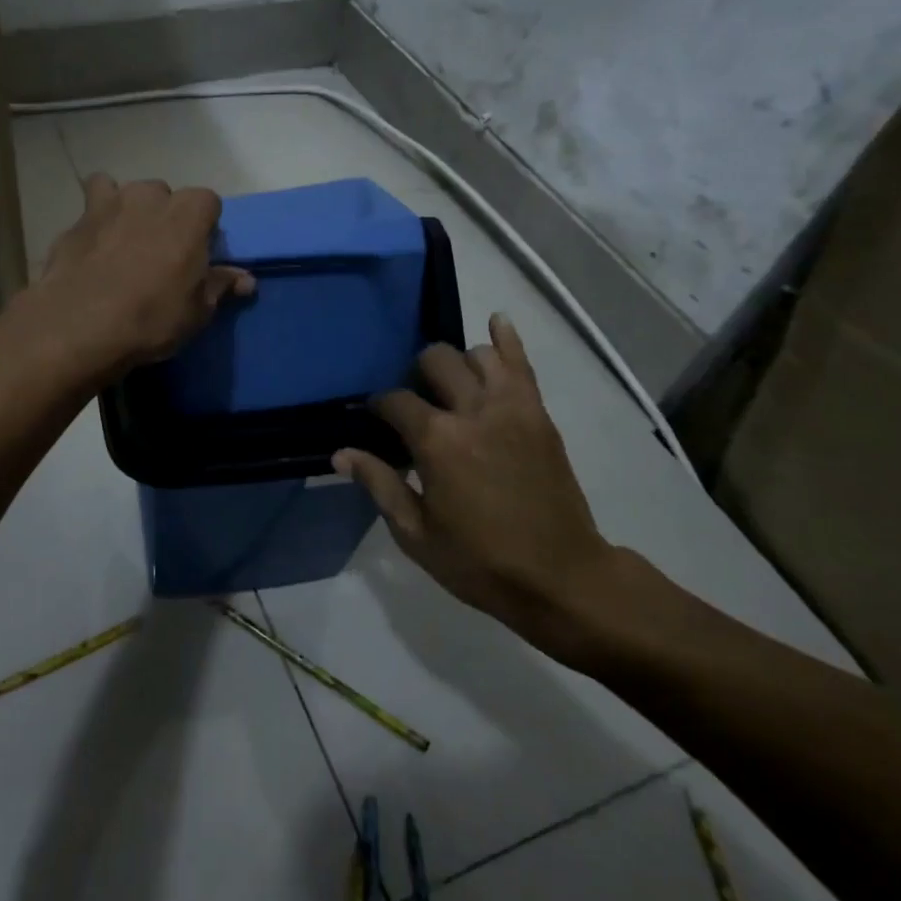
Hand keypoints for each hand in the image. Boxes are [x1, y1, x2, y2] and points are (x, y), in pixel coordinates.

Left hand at [25, 174, 253, 381]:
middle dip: (166, 217)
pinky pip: (92, 206)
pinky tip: (93, 245)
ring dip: (130, 210)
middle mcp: (150, 196)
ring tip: (125, 245)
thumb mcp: (197, 311)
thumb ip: (219, 286)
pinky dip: (96, 219)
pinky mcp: (77, 219)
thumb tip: (245, 279)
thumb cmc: (151, 318)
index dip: (205, 226)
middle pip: (166, 195)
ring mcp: (109, 203)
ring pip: (126, 192)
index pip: (208, 202)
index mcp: (188, 213)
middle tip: (161, 254)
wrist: (80, 325)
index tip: (199, 253)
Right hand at [334, 313, 625, 668]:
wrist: (561, 577)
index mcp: (438, 441)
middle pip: (436, 361)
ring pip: (478, 354)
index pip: (395, 400)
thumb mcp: (416, 533)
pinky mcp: (539, 414)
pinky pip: (522, 364)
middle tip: (416, 403)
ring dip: (458, 364)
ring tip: (452, 386)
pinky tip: (496, 322)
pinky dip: (507, 339)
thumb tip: (340, 452)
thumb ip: (379, 484)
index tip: (375, 419)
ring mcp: (513, 408)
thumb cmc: (480, 562)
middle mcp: (474, 411)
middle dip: (417, 375)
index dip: (378, 406)